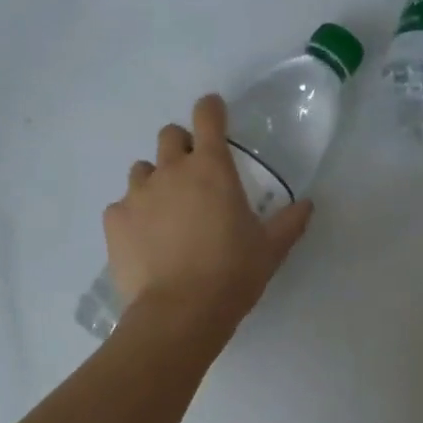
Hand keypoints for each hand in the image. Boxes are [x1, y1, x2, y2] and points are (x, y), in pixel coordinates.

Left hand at [103, 94, 313, 336]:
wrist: (180, 312)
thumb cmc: (233, 274)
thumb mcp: (270, 250)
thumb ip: (289, 222)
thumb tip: (308, 205)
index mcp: (211, 169)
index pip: (208, 117)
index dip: (212, 109)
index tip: (215, 112)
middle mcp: (170, 171)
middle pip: (169, 136)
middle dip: (181, 147)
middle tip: (194, 177)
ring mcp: (136, 194)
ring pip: (142, 171)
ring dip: (156, 182)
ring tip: (167, 214)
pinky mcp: (114, 221)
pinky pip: (122, 207)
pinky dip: (134, 216)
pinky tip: (146, 242)